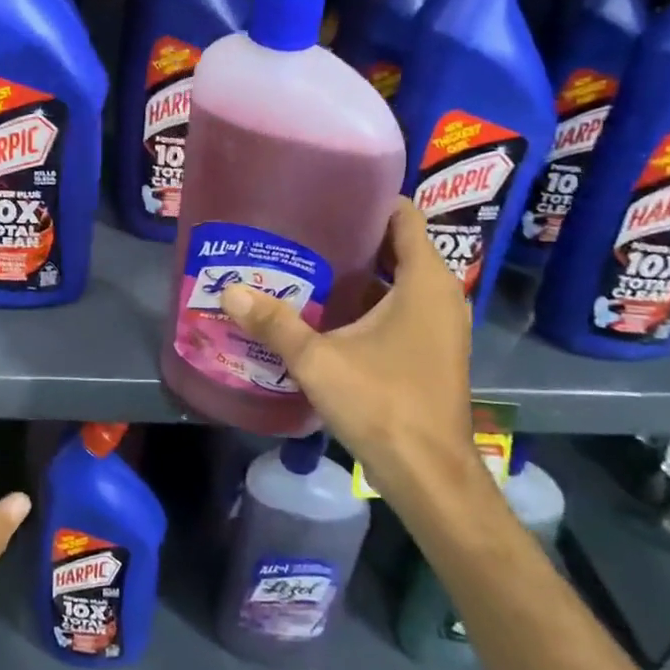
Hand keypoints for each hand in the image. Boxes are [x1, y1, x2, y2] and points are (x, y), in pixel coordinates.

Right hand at [220, 199, 476, 498]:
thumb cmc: (382, 404)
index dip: (369, 200)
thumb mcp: (319, 360)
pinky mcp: (433, 351)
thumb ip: (275, 323)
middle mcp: (441, 295)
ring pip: (400, 281)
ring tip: (309, 264)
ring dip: (362, 273)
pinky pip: (403, 309)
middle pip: (398, 247)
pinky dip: (372, 303)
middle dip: (355, 236)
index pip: (403, 216)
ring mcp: (441, 326)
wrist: (429, 474)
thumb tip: (229, 291)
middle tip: (305, 229)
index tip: (327, 194)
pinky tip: (330, 313)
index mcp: (424, 281)